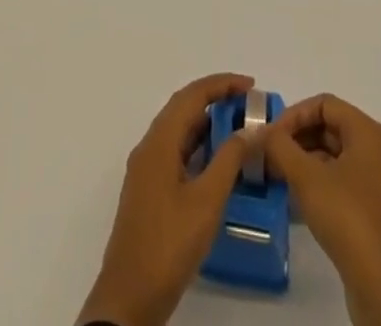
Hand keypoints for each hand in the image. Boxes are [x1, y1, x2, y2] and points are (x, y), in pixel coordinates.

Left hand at [78, 72, 256, 325]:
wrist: (129, 296)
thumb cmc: (169, 244)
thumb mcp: (206, 201)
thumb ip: (228, 161)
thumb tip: (249, 129)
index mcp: (159, 141)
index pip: (191, 96)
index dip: (221, 84)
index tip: (250, 85)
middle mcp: (149, 146)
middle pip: (183, 108)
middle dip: (215, 99)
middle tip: (248, 104)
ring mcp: (147, 169)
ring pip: (179, 131)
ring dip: (206, 123)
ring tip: (239, 127)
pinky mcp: (149, 190)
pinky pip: (176, 152)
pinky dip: (198, 147)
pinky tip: (217, 162)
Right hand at [262, 94, 380, 325]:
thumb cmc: (349, 220)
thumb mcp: (307, 177)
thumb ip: (279, 147)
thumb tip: (259, 132)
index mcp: (368, 134)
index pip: (324, 104)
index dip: (294, 114)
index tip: (270, 135)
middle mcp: (376, 152)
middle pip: (329, 128)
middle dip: (296, 138)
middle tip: (268, 155)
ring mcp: (377, 185)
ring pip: (333, 157)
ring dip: (303, 161)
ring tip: (276, 176)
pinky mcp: (373, 214)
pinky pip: (340, 183)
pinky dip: (316, 183)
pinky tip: (295, 200)